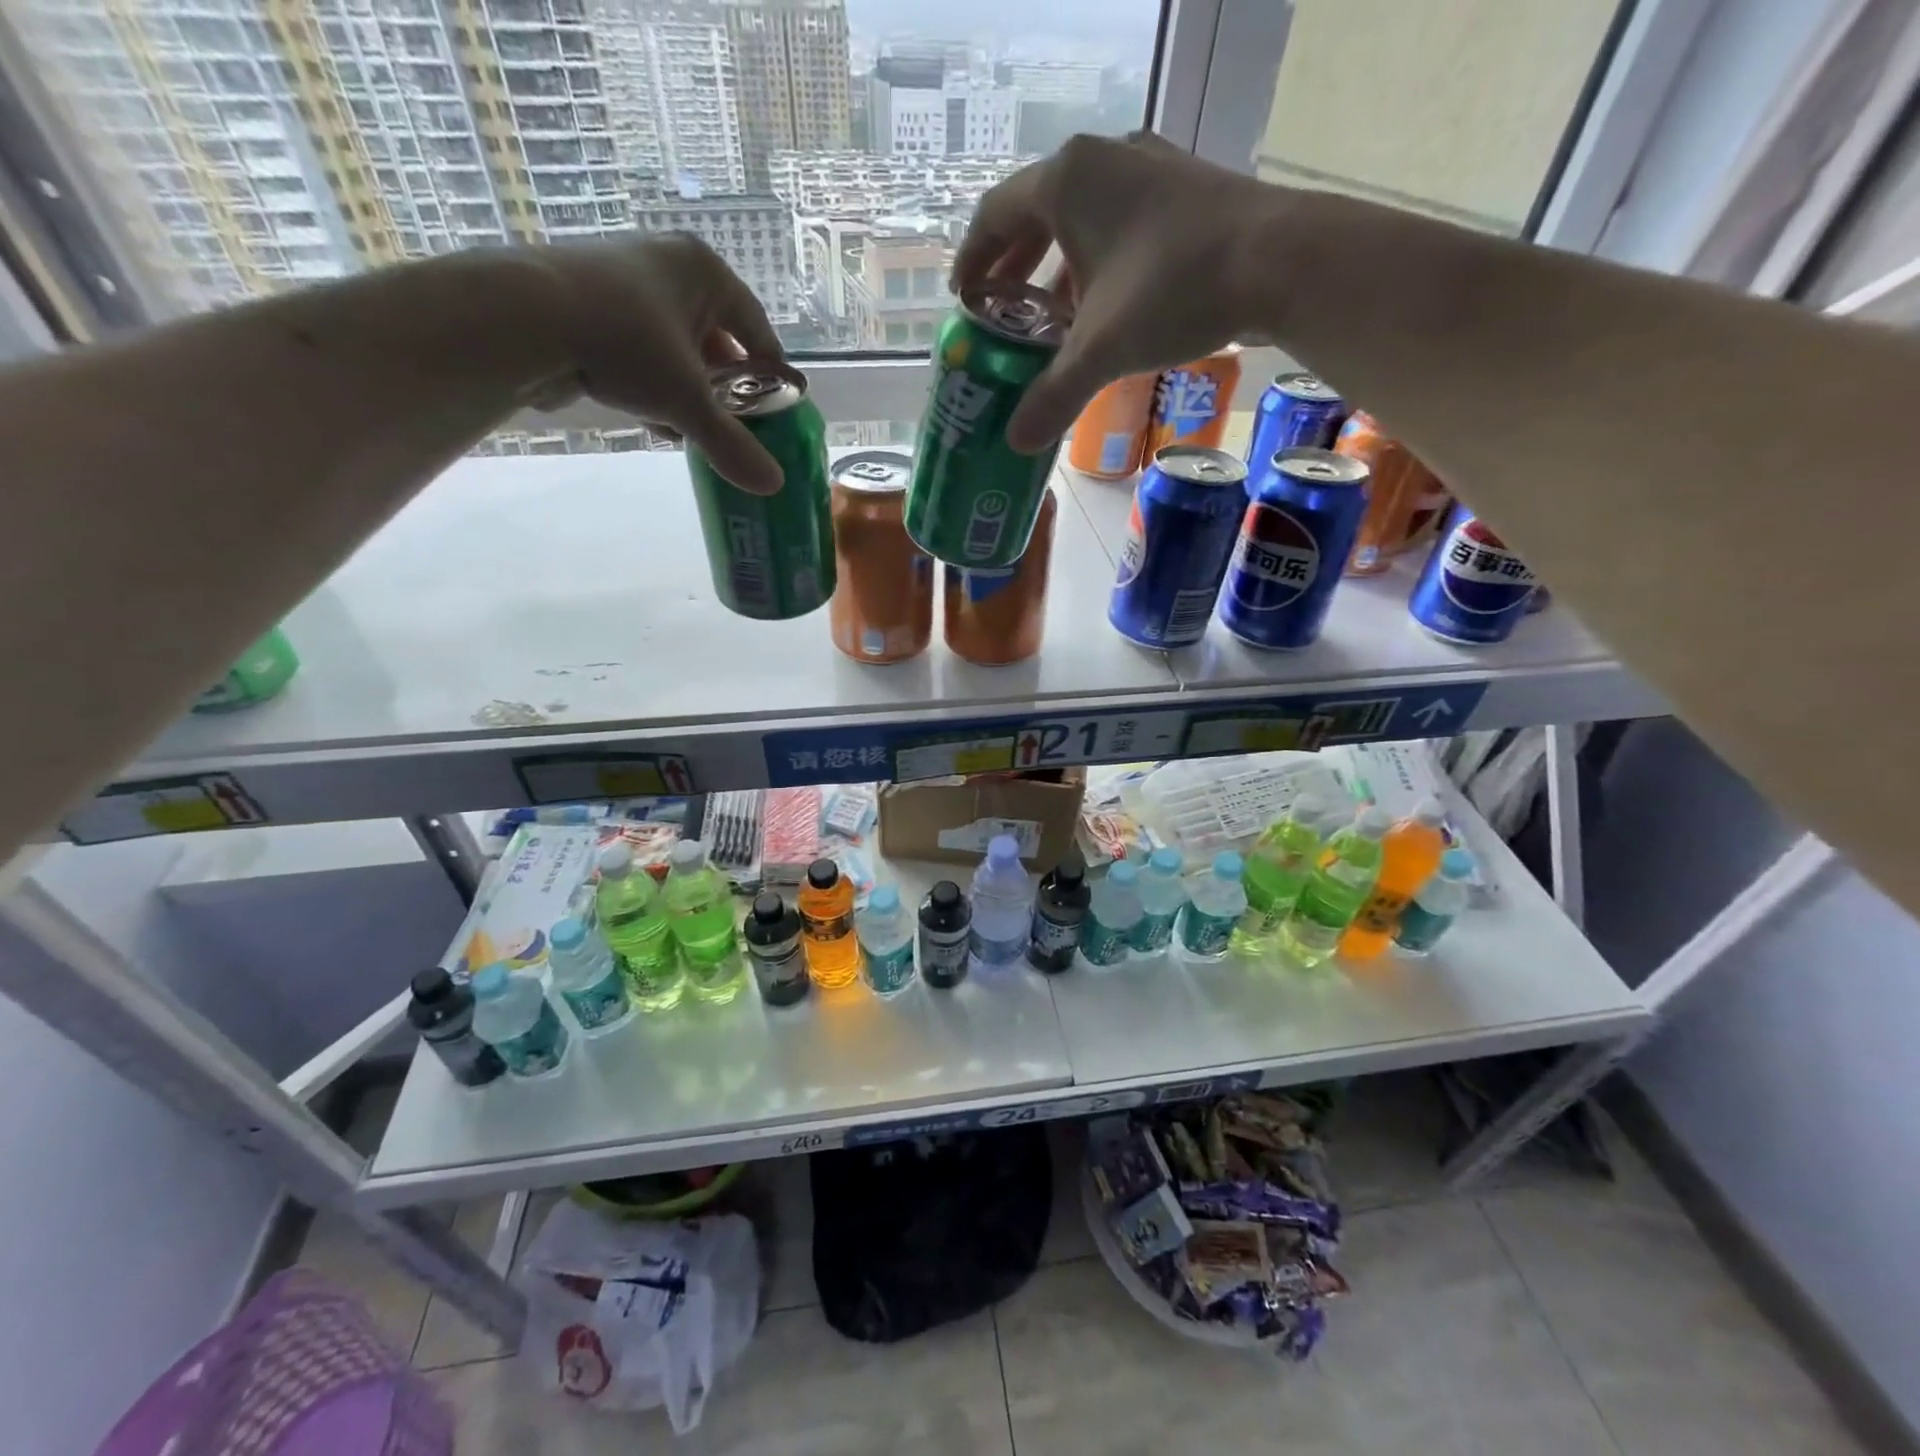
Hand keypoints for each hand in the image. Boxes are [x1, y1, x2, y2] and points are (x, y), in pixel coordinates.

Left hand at [537, 233, 786, 492]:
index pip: (757, 327)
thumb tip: (774, 486)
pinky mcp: (592, 304)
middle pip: (717, 339)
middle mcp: (668, 265)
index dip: (771, 372)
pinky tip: (653, 421)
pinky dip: (653, 386)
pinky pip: (642, 351)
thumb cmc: (626, 344)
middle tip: (735, 427)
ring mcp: (626, 280)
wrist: (523, 319)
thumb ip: (732, 444)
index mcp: (704, 271)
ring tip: (692, 432)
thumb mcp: (688, 403)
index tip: (778, 408)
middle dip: (725, 388)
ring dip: (689, 394)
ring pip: (678, 349)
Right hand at [953, 133, 1275, 452]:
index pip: (995, 215)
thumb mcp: (1101, 351)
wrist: (1280, 260)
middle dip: (1013, 266)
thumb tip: (1016, 443)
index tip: (963, 300)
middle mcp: (1102, 162)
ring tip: (1048, 318)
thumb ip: (1053, 395)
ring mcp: (1148, 169)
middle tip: (999, 311)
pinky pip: (1118, 223)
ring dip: (1056, 268)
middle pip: (1036, 212)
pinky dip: (1097, 263)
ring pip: (1081, 218)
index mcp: (1067, 183)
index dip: (973, 260)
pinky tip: (1102, 306)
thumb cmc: (1173, 291)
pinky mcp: (1182, 189)